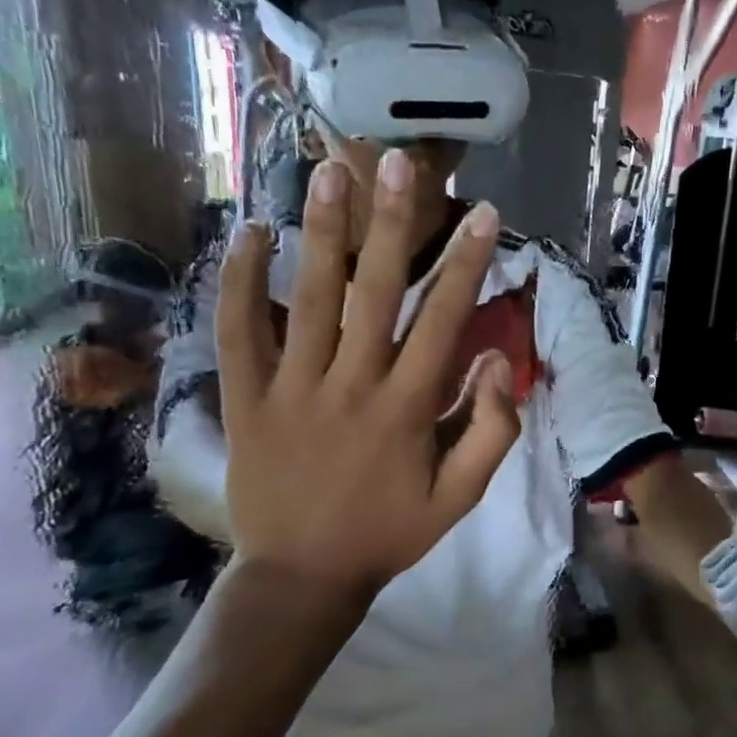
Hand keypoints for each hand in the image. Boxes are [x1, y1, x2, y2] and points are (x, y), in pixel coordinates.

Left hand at [215, 152, 520, 606]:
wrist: (303, 574)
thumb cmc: (389, 532)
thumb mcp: (460, 497)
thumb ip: (492, 431)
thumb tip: (498, 362)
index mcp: (407, 407)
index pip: (443, 320)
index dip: (467, 264)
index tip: (485, 215)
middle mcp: (351, 384)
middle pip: (375, 290)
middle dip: (391, 222)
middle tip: (397, 161)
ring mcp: (292, 387)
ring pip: (309, 297)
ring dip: (321, 231)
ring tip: (329, 170)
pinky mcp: (245, 397)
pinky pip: (239, 330)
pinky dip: (239, 281)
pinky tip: (249, 233)